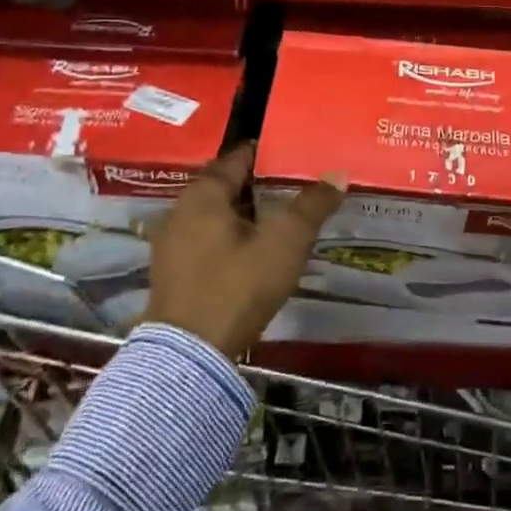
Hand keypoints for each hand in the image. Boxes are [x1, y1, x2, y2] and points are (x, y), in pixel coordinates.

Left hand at [145, 143, 346, 358]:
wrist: (189, 356)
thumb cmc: (237, 286)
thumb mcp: (284, 242)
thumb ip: (311, 206)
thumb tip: (337, 174)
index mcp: (204, 193)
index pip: (239, 157)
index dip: (269, 154)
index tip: (296, 156)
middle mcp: (181, 210)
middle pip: (227, 186)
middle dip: (260, 185)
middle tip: (296, 187)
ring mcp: (173, 243)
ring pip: (217, 215)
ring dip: (246, 214)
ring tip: (282, 219)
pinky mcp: (173, 273)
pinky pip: (208, 240)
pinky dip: (232, 238)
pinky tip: (256, 252)